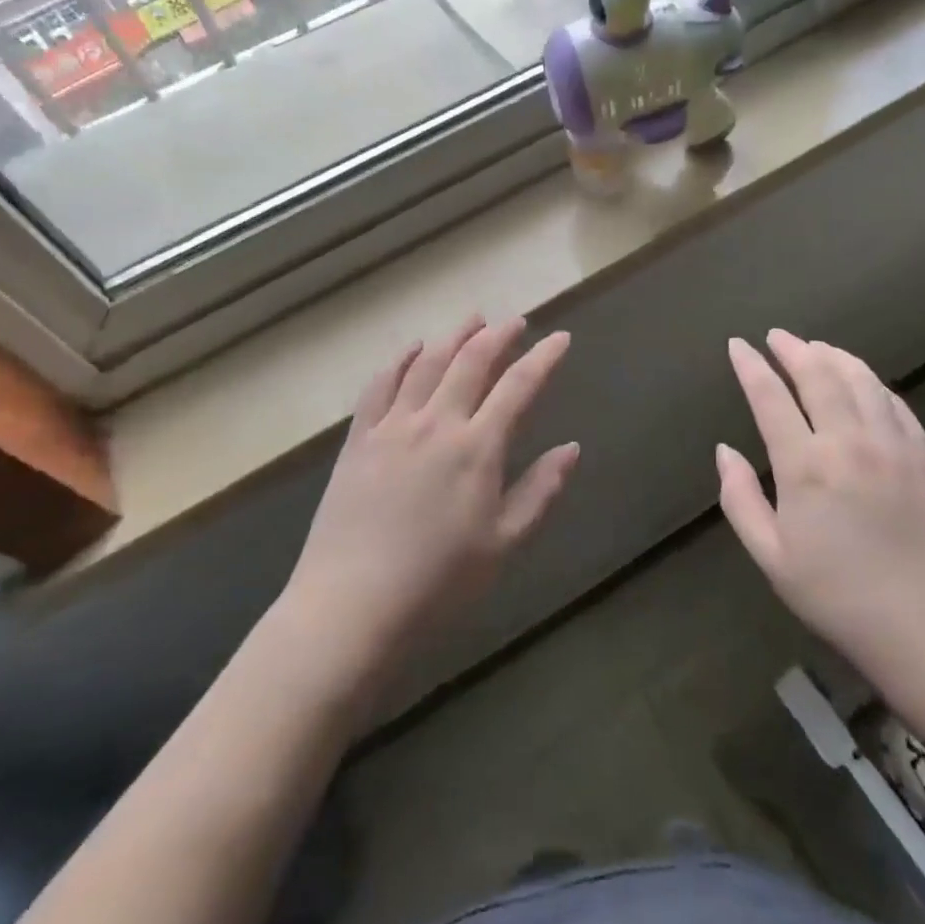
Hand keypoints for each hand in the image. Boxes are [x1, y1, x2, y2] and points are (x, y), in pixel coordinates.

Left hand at [282, 316, 578, 704]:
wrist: (352, 603)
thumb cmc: (439, 582)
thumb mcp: (503, 543)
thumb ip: (540, 490)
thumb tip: (572, 448)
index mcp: (477, 448)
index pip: (518, 387)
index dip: (543, 358)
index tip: (561, 339)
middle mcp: (436, 423)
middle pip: (471, 361)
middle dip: (499, 335)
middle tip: (516, 322)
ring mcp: (392, 426)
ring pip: (427, 364)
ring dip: (453, 337)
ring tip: (472, 320)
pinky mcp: (359, 438)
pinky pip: (380, 384)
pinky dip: (399, 360)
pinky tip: (411, 349)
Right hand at [717, 330, 924, 706]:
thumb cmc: (837, 597)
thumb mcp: (771, 556)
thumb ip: (740, 498)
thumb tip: (725, 450)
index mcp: (805, 466)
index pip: (771, 398)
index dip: (751, 367)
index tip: (738, 345)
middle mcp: (849, 443)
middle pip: (819, 376)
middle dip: (793, 349)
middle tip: (777, 336)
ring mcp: (893, 447)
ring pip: (861, 381)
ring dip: (835, 357)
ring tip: (817, 347)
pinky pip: (896, 405)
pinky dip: (874, 383)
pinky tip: (864, 381)